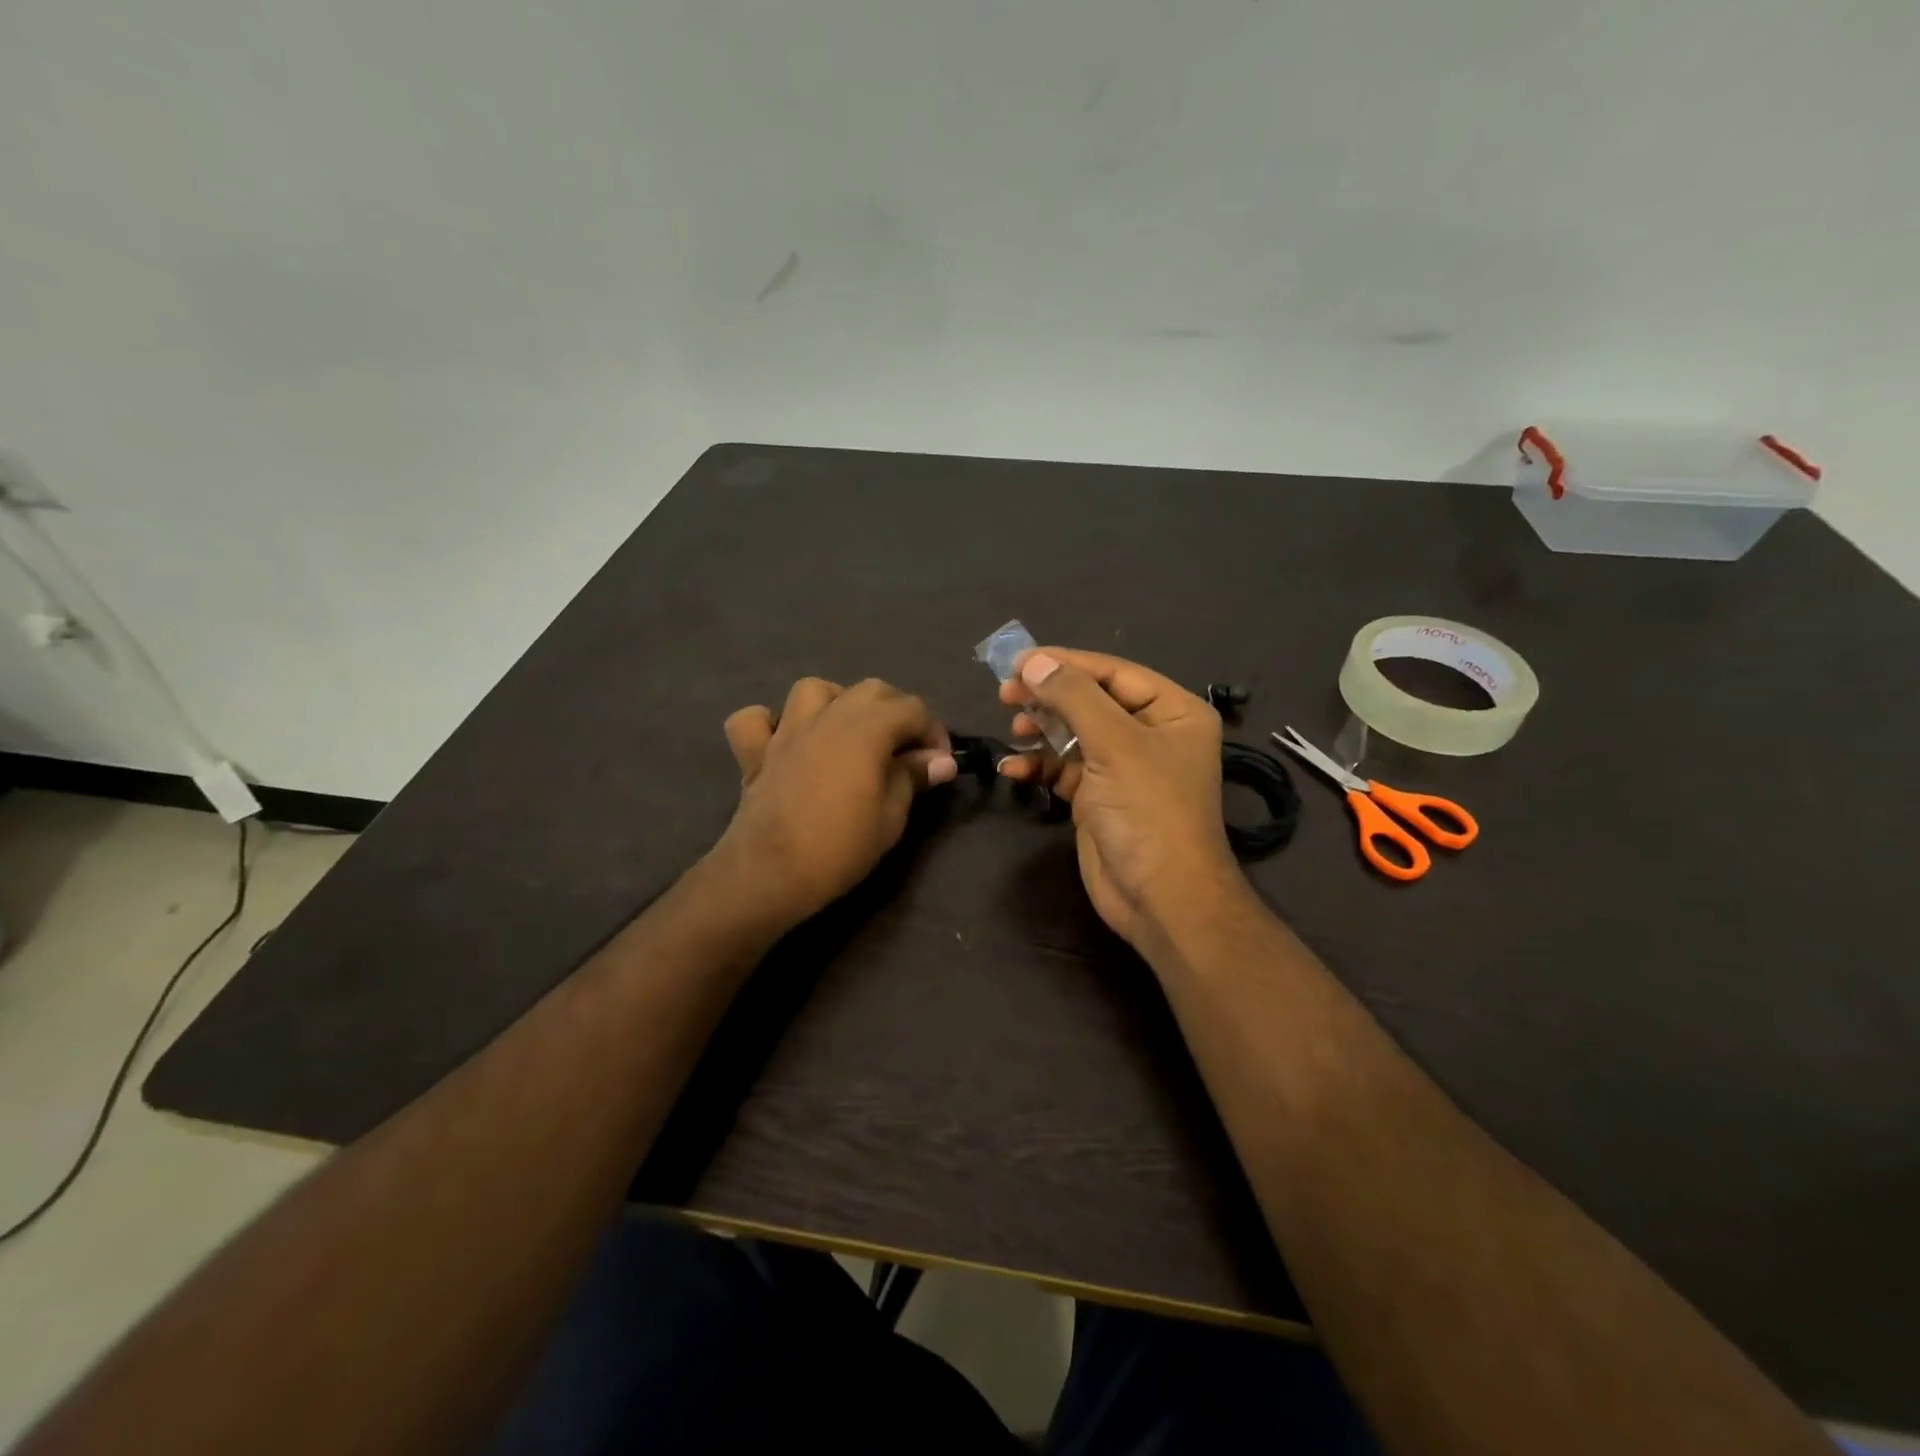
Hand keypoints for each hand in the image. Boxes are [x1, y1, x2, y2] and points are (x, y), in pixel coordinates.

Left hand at [713, 677, 954, 927]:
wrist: (770, 875)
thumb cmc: (839, 849)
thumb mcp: (890, 817)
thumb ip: (913, 778)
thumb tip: (941, 761)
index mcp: (866, 730)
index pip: (912, 709)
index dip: (933, 732)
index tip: (938, 764)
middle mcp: (828, 717)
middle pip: (871, 690)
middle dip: (896, 710)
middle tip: (904, 748)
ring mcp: (786, 731)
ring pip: (813, 689)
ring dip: (837, 702)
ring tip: (848, 732)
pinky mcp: (755, 752)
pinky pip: (754, 720)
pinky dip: (770, 723)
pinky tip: (783, 741)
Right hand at [998, 648, 1243, 949]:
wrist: (1160, 898)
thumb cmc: (1148, 811)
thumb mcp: (1115, 745)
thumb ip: (1073, 698)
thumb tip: (1033, 662)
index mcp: (1173, 711)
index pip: (1113, 672)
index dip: (1066, 663)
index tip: (1018, 661)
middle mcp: (1150, 734)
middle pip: (1091, 700)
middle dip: (1049, 697)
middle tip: (1006, 693)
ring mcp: (1123, 767)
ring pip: (1073, 733)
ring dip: (1041, 729)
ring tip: (1014, 727)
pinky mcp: (1098, 797)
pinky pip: (1063, 769)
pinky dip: (1038, 766)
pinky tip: (1013, 768)